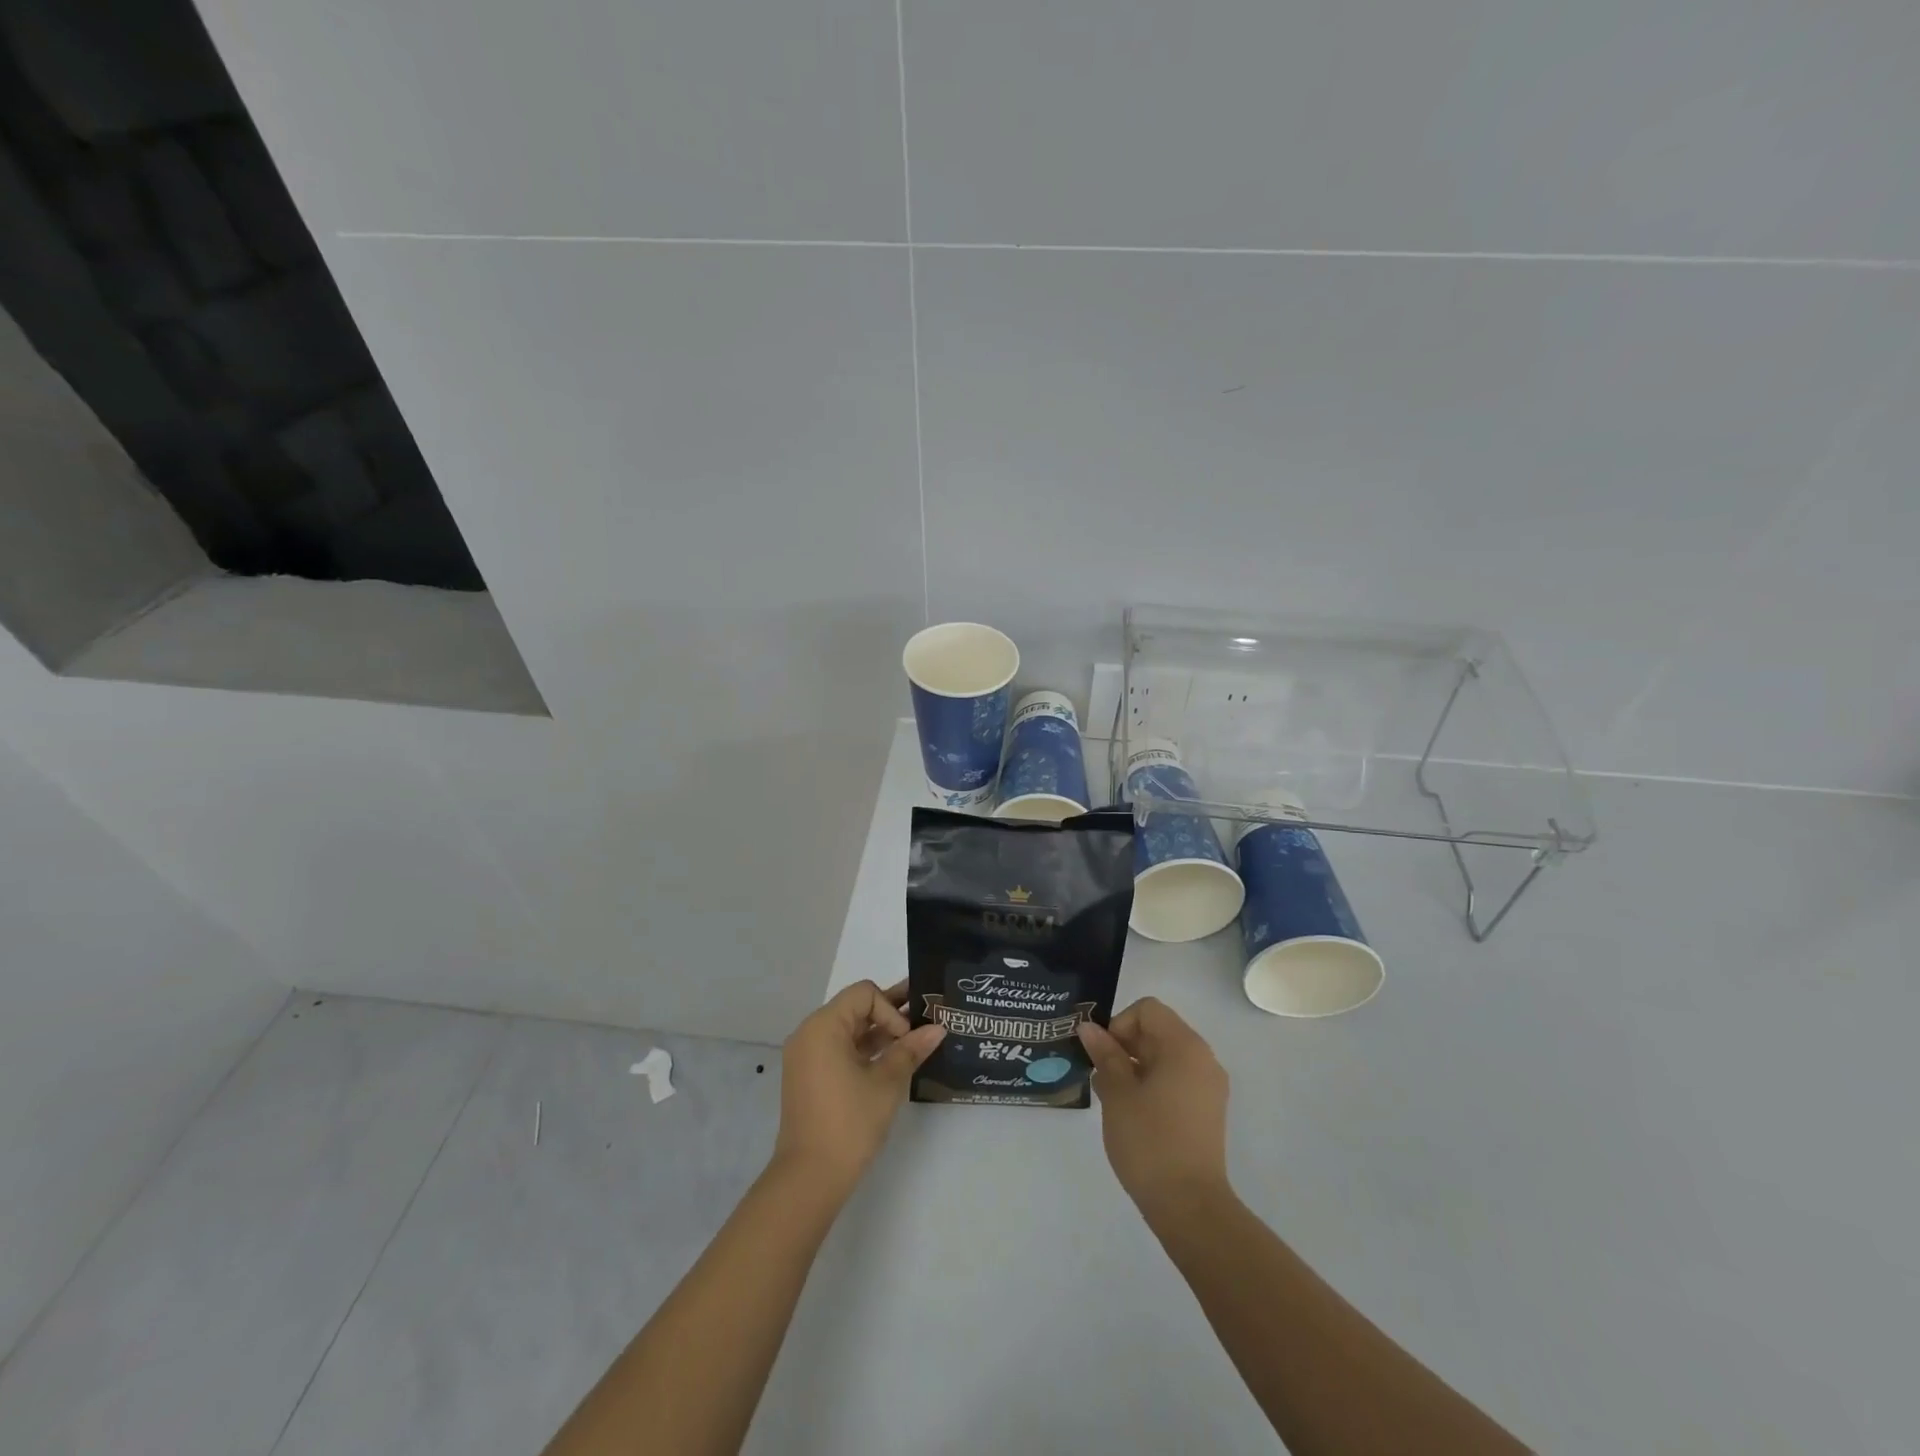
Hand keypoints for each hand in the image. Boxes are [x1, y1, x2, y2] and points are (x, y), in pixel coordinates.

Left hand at [773, 980, 944, 1196]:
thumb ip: (911, 1050)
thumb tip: (939, 1028)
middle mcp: (810, 1033)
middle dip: (890, 1014)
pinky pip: (840, 1049)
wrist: (810, 1178)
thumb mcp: (886, 1083)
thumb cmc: (849, 1123)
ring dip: (880, 1033)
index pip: (864, 994)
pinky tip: (892, 1061)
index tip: (906, 1039)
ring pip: (849, 1030)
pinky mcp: (810, 1076)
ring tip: (915, 1040)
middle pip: (856, 1008)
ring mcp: (807, 1056)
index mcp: (823, 1026)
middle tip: (925, 1018)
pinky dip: (865, 1051)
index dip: (891, 1009)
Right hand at [1078, 997, 1230, 1215]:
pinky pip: (1176, 1080)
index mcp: (1185, 1046)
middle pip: (1158, 1031)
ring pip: (1165, 1057)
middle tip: (1100, 1077)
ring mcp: (1209, 1086)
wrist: (1190, 1207)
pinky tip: (1131, 1113)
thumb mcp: (1118, 1093)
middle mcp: (1203, 1059)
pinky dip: (1152, 1085)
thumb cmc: (1150, 1141)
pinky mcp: (1207, 1111)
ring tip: (1112, 1098)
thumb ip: (1104, 1055)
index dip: (1119, 1024)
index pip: (1147, 1010)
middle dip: (1125, 1046)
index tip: (1103, 1055)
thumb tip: (1089, 1028)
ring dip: (1135, 1067)